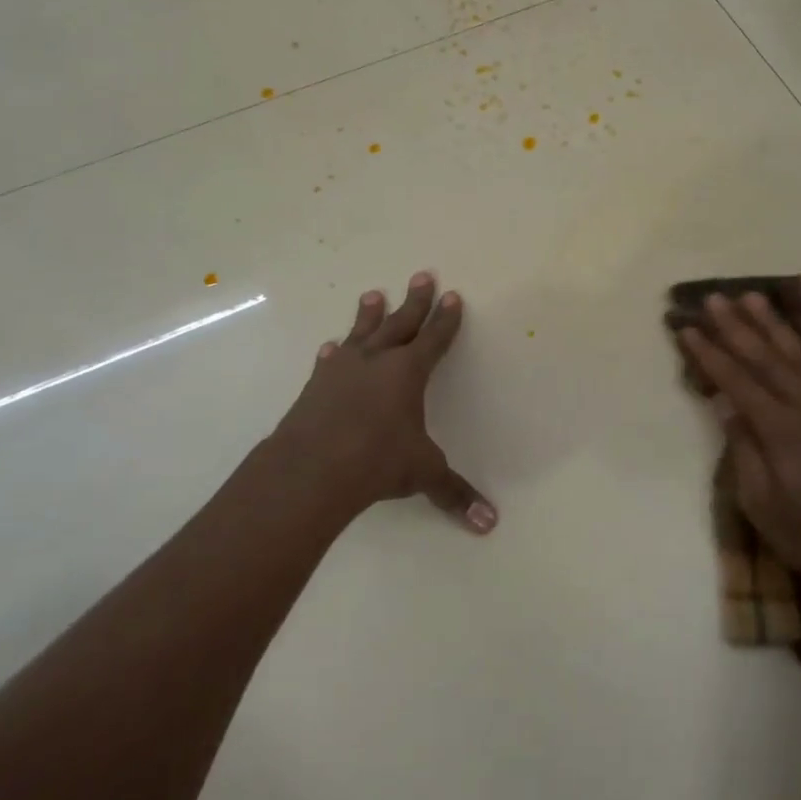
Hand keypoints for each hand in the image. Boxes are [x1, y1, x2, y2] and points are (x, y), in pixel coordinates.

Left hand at [260, 272, 495, 533]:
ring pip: (361, 333)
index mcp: (408, 372)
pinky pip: (329, 361)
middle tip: (421, 275)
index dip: (445, 319)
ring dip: (369, 315)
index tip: (452, 295)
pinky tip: (331, 347)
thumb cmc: (376, 462)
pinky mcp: (315, 386)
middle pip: (400, 323)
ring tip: (373, 294)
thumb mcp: (422, 474)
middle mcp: (376, 362)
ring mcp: (342, 371)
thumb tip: (489, 524)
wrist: (311, 468)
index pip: (434, 338)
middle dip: (414, 301)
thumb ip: (454, 493)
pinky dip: (334, 353)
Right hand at [678, 293, 800, 591]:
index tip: (687, 328)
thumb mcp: (763, 505)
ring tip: (752, 296)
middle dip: (735, 326)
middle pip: (765, 358)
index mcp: (779, 431)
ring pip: (800, 353)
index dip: (709, 353)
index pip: (736, 381)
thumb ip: (744, 451)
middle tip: (713, 298)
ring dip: (774, 323)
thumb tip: (726, 405)